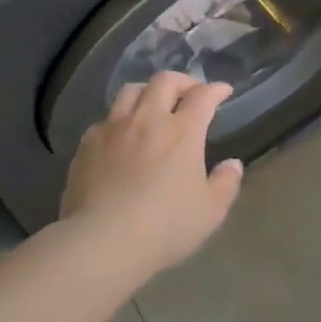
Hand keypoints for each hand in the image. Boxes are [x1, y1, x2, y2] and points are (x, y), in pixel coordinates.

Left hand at [60, 72, 244, 277]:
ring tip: (153, 104)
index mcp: (182, 131)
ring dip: (148, 91)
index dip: (215, 89)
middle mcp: (147, 119)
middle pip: (164, 81)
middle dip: (182, 81)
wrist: (103, 240)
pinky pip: (106, 119)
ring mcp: (113, 128)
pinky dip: (120, 119)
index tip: (223, 91)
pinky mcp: (88, 143)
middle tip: (190, 92)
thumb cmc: (164, 227)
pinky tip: (121, 136)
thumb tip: (232, 164)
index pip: (202, 96)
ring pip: (131, 91)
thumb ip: (226, 183)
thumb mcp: (210, 212)